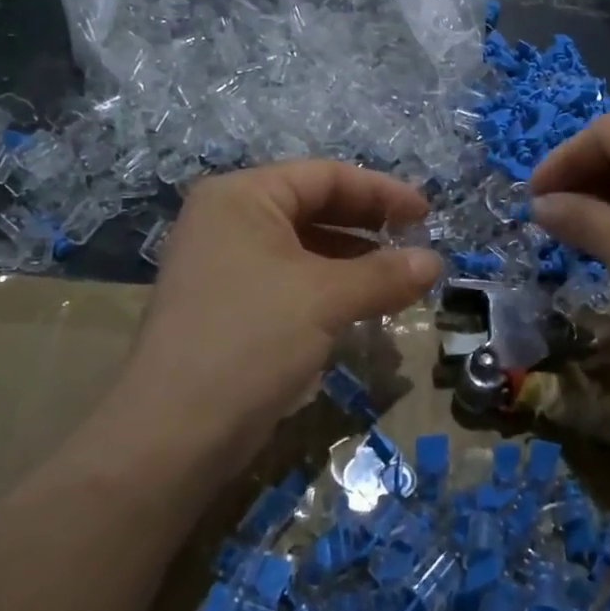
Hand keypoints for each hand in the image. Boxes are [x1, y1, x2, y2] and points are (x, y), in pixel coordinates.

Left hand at [110, 161, 440, 456]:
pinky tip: (361, 306)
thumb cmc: (251, 339)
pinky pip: (290, 279)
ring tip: (398, 278)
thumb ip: (385, 273)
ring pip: (303, 247)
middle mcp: (227, 220)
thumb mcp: (326, 298)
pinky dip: (329, 286)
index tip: (426, 215)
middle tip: (416, 244)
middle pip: (313, 207)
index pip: (324, 176)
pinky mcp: (227, 305)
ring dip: (353, 260)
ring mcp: (223, 264)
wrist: (174, 434)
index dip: (381, 192)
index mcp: (241, 196)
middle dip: (368, 226)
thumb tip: (435, 263)